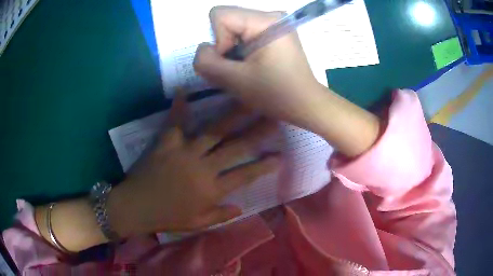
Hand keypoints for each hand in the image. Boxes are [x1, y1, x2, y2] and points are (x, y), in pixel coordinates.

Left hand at [107, 97, 279, 235]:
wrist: (135, 208)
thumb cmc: (167, 217)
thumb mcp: (198, 224)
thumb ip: (221, 215)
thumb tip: (240, 207)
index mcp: (211, 189)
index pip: (245, 175)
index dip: (265, 165)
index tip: (281, 155)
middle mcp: (203, 167)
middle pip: (235, 147)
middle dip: (257, 132)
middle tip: (273, 116)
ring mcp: (184, 152)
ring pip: (213, 130)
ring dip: (232, 114)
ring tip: (246, 100)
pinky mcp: (166, 143)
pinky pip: (174, 122)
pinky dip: (179, 107)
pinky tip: (185, 90)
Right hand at [194, 6, 380, 156]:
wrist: (306, 103)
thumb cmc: (276, 94)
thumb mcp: (234, 81)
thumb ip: (207, 62)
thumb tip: (203, 49)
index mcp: (264, 20)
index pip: (219, 15)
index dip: (218, 40)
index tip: (233, 62)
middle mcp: (270, 15)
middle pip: (226, 19)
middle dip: (224, 44)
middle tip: (240, 67)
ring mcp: (274, 22)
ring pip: (233, 27)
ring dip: (232, 49)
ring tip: (248, 67)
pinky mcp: (274, 31)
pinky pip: (244, 32)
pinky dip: (241, 48)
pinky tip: (253, 63)